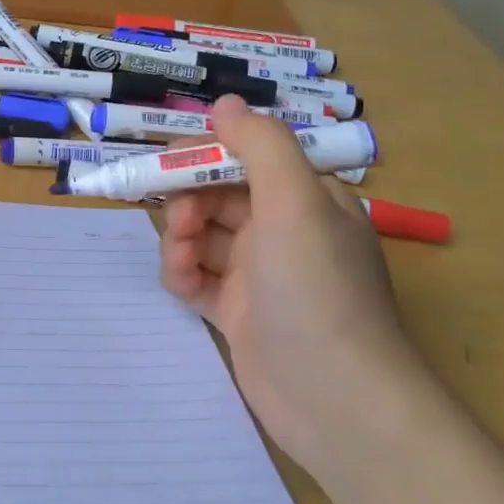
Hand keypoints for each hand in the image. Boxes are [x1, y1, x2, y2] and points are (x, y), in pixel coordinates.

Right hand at [159, 95, 422, 479]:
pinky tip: (181, 285)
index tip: (168, 164)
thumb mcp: (295, 204)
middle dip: (188, 203)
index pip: (247, 159)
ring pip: (203, 237)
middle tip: (179, 224)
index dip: (206, 156)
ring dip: (181, 241)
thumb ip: (260, 145)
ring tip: (181, 263)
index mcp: (308, 200)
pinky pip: (199, 278)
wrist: (335, 401)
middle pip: (218, 197)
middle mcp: (285, 232)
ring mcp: (262, 276)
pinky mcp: (240, 313)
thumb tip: (224, 102)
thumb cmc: (316, 290)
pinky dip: (183, 275)